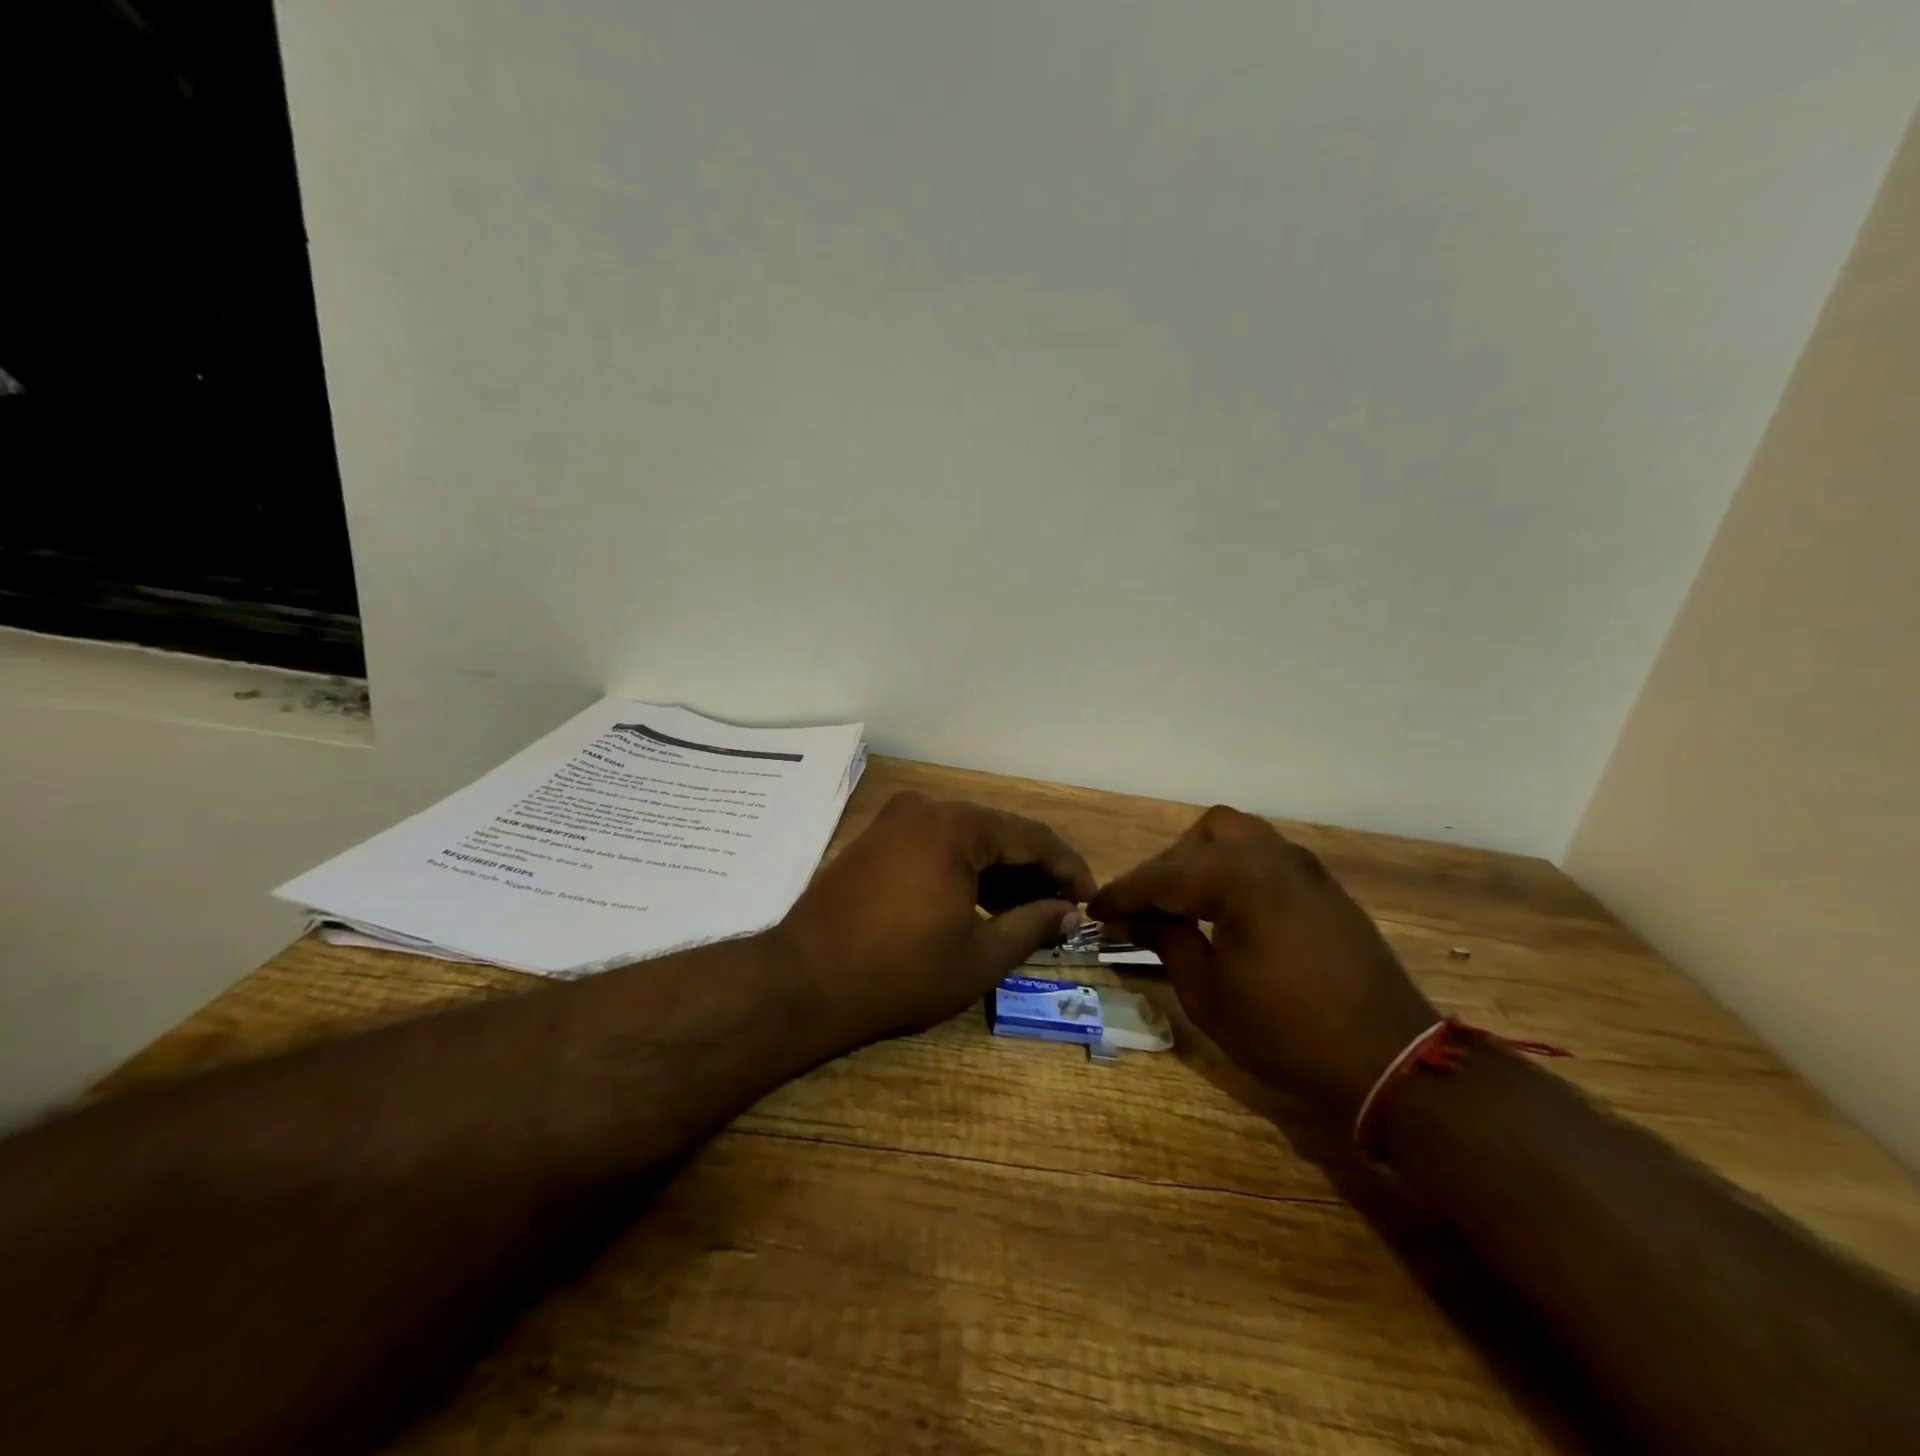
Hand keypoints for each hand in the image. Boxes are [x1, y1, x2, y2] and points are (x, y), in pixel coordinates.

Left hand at [773, 791, 1095, 1045]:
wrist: (804, 981)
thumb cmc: (900, 971)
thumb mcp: (979, 956)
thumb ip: (1033, 925)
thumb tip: (1069, 913)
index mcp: (956, 825)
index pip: (1033, 837)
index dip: (1069, 869)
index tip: (1090, 900)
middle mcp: (927, 808)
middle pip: (1000, 833)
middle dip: (1036, 871)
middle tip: (1062, 911)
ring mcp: (896, 821)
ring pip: (968, 838)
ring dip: (1001, 872)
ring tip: (1029, 912)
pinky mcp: (877, 839)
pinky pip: (937, 845)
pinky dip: (966, 869)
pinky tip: (983, 902)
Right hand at [1089, 806, 1435, 1120]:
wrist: (1389, 1060)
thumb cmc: (1287, 1033)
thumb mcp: (1209, 995)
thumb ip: (1167, 942)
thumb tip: (1130, 920)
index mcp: (1240, 881)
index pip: (1164, 877)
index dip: (1124, 894)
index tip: (1096, 910)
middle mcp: (1272, 858)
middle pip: (1201, 838)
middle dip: (1165, 869)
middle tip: (1144, 910)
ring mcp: (1303, 867)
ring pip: (1237, 835)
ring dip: (1202, 859)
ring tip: (1185, 903)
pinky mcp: (1323, 885)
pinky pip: (1265, 855)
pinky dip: (1234, 868)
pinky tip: (1226, 908)